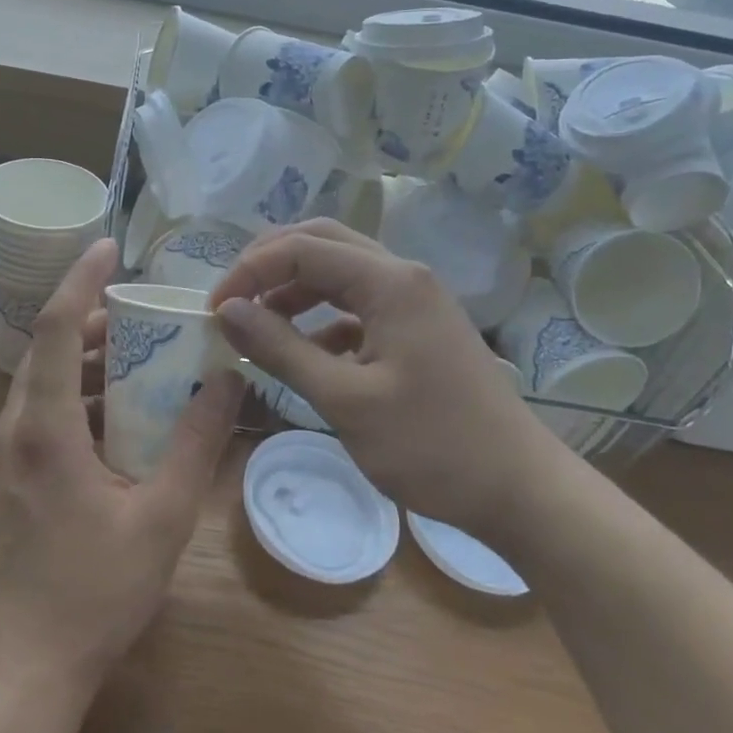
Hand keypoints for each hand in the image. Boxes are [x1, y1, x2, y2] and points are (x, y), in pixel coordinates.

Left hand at [0, 238, 244, 692]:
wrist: (23, 666)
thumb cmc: (94, 590)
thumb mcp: (162, 516)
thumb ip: (196, 442)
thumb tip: (227, 380)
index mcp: (44, 426)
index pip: (59, 326)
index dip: (83, 279)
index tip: (110, 246)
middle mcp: (13, 427)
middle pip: (51, 348)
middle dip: (97, 320)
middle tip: (149, 315)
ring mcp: (3, 453)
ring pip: (45, 380)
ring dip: (89, 360)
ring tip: (142, 358)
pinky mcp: (7, 475)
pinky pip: (42, 411)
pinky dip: (79, 395)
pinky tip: (119, 416)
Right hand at [209, 220, 550, 527]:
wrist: (519, 490)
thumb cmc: (432, 447)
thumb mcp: (345, 401)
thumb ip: (281, 349)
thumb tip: (227, 311)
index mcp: (389, 281)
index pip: (300, 249)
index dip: (249, 272)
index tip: (213, 311)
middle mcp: (403, 275)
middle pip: (322, 242)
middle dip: (269, 265)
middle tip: (231, 301)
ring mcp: (415, 299)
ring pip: (340, 271)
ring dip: (294, 289)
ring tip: (257, 325)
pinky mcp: (418, 327)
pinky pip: (358, 304)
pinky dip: (323, 318)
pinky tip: (305, 352)